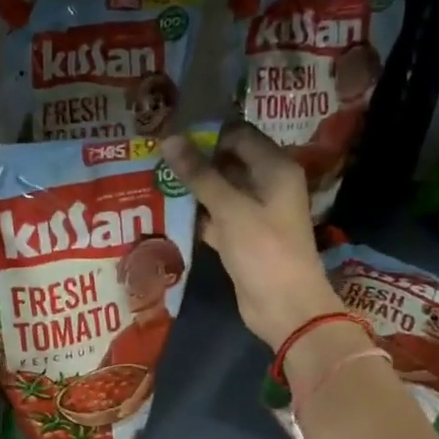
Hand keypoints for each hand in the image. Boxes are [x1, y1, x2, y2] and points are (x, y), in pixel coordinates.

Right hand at [160, 126, 343, 349]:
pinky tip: (165, 209)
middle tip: (156, 154)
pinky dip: (196, 215)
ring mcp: (254, 213)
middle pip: (228, 162)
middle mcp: (267, 185)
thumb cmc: (264, 250)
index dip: (207, 131)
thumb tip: (169, 139)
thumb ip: (199, 174)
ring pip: (219, 191)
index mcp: (275, 169)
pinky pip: (215, 218)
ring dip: (192, 188)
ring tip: (153, 176)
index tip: (171, 131)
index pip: (239, 135)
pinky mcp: (241, 238)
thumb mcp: (230, 208)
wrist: (284, 307)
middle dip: (195, 159)